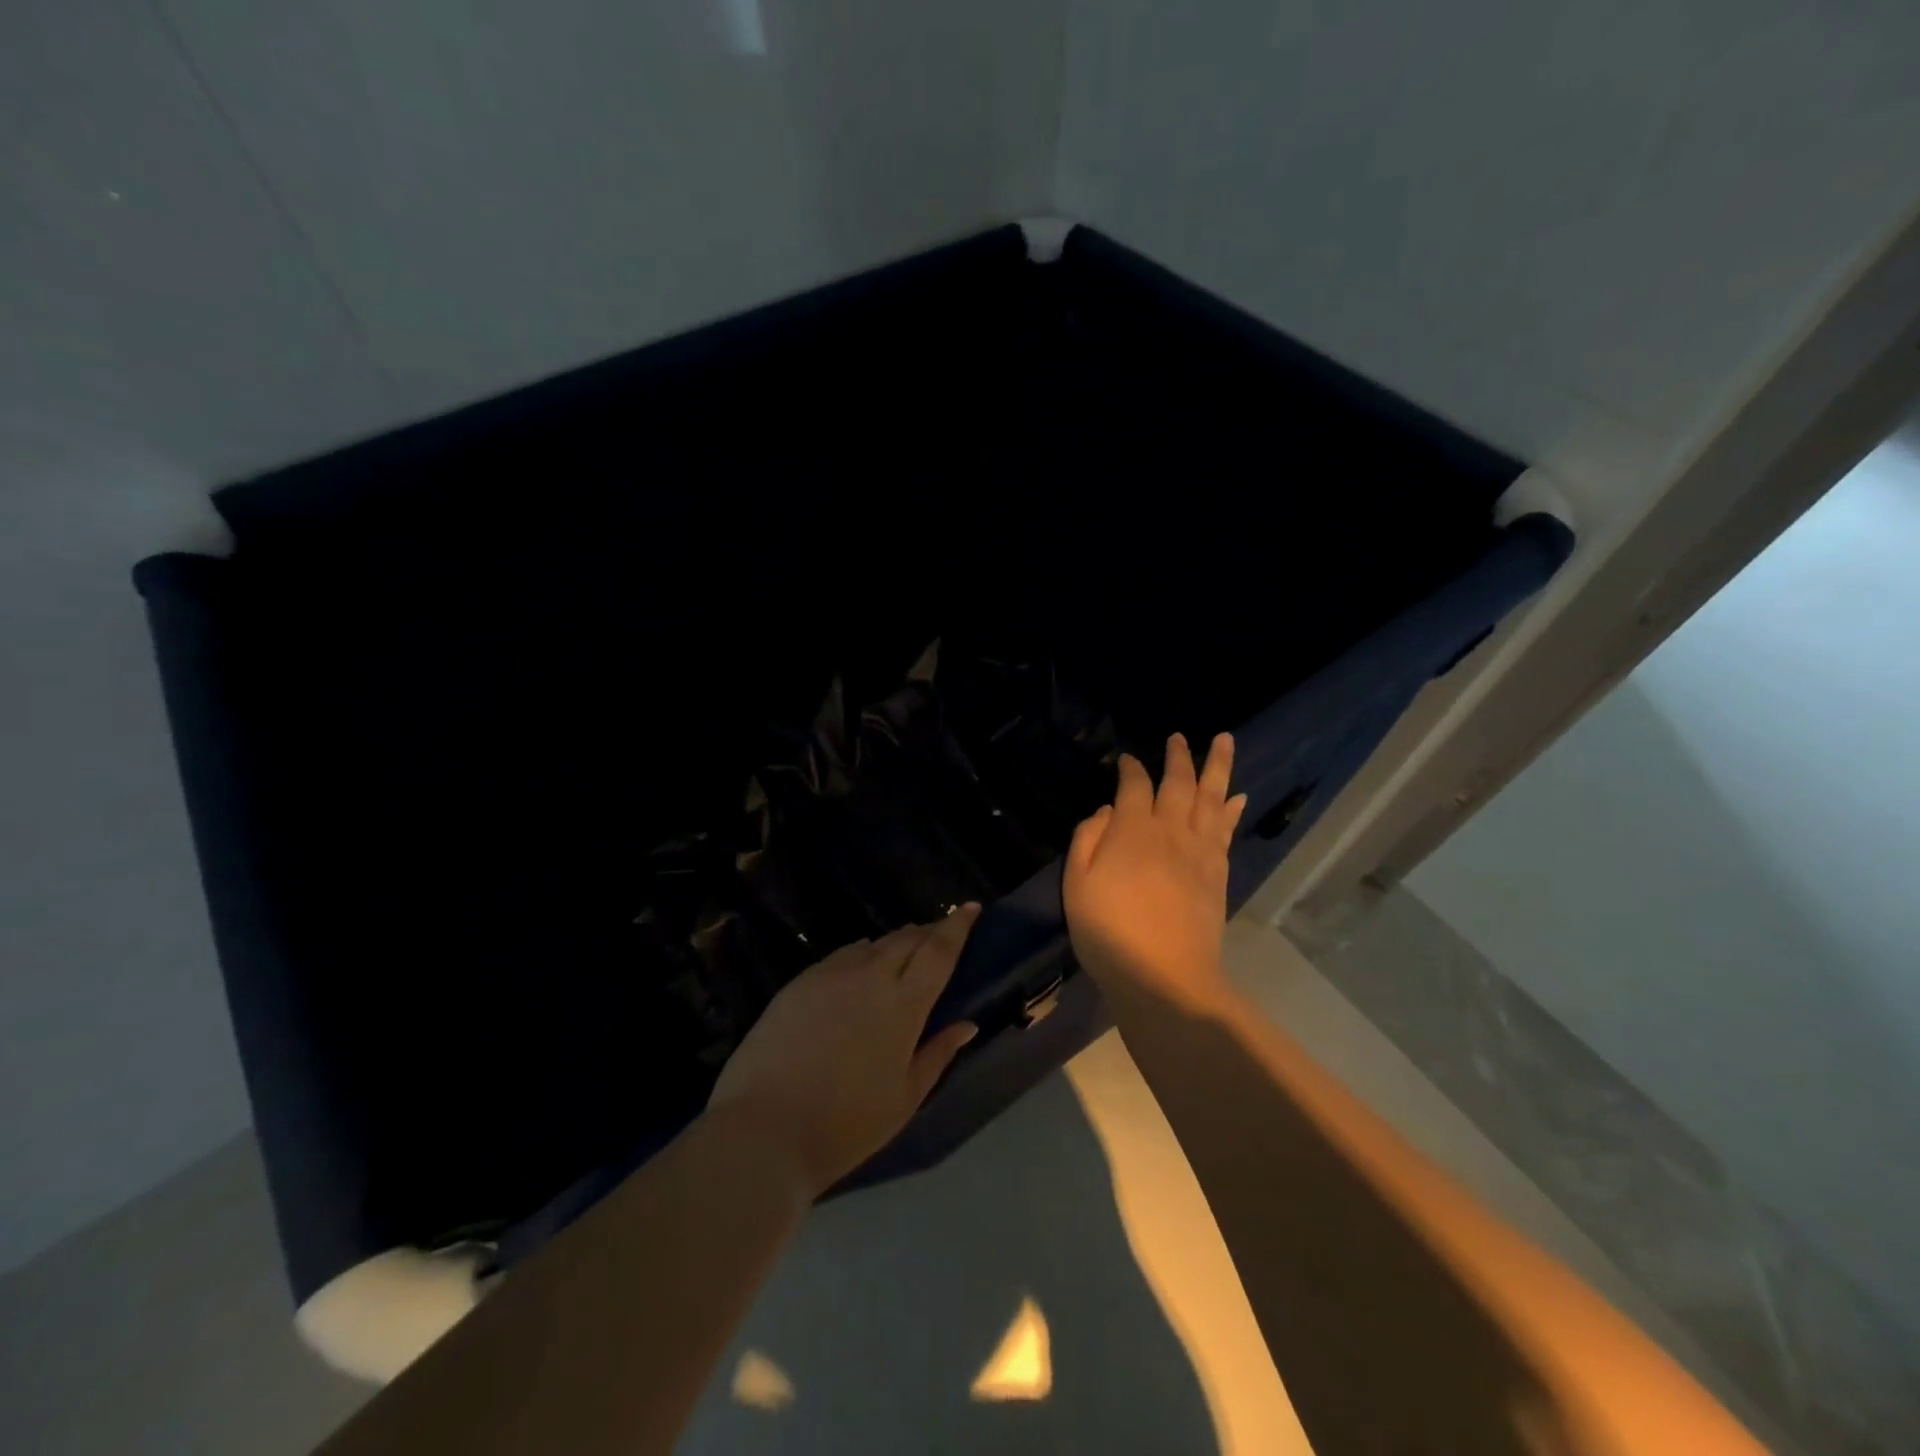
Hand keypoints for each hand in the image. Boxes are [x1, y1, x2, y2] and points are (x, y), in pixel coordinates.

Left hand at [706, 908, 980, 1198]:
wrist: (763, 1129)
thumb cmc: (846, 1123)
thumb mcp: (905, 1098)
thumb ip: (938, 1054)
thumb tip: (967, 1025)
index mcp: (903, 1002)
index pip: (939, 950)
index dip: (958, 925)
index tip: (971, 907)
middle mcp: (870, 975)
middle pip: (907, 938)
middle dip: (929, 931)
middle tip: (941, 933)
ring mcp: (830, 974)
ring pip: (872, 944)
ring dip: (895, 942)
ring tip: (904, 950)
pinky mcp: (799, 982)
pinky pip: (841, 956)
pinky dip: (861, 954)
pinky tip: (860, 967)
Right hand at [1064, 733, 1247, 1010]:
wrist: (1165, 976)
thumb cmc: (1109, 933)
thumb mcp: (1077, 885)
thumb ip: (1087, 840)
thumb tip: (1106, 810)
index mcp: (1131, 831)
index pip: (1133, 786)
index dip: (1130, 769)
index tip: (1125, 758)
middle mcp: (1169, 830)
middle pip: (1178, 782)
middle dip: (1177, 756)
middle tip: (1178, 736)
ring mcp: (1199, 850)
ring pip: (1211, 797)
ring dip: (1217, 766)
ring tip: (1224, 740)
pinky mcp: (1217, 871)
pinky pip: (1226, 828)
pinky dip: (1231, 808)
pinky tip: (1236, 796)